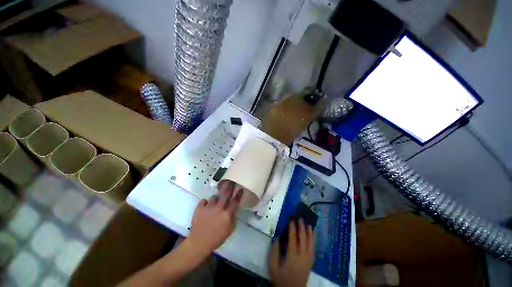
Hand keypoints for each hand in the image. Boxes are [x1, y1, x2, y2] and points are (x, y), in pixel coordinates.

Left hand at [186, 181, 241, 257]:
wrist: (198, 243)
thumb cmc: (216, 238)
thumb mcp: (229, 230)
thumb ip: (233, 218)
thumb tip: (235, 209)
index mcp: (227, 214)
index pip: (235, 201)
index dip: (239, 194)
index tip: (240, 189)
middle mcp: (218, 208)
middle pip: (225, 194)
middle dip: (229, 186)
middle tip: (230, 182)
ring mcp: (208, 207)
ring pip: (214, 197)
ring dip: (216, 199)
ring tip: (214, 203)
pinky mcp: (199, 208)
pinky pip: (204, 201)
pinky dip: (205, 203)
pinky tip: (206, 207)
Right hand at [269, 220, 314, 286]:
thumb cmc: (281, 278)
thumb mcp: (273, 266)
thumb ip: (274, 251)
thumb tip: (276, 237)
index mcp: (292, 257)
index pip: (293, 239)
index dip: (292, 228)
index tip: (291, 219)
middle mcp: (302, 256)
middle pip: (303, 239)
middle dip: (302, 227)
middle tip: (300, 218)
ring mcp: (308, 259)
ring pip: (311, 243)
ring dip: (310, 232)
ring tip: (309, 223)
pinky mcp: (311, 262)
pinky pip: (314, 248)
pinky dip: (314, 240)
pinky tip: (313, 235)